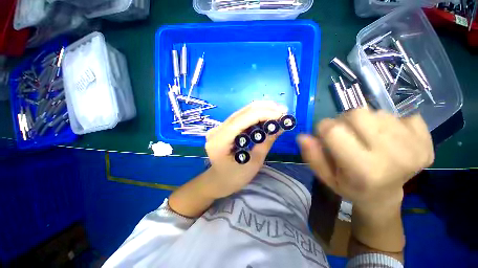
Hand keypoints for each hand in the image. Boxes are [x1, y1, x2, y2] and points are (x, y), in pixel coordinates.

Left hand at [204, 101, 286, 198]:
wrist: (218, 181)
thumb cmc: (234, 178)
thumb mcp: (253, 164)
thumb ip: (265, 143)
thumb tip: (280, 127)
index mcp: (220, 142)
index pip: (242, 120)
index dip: (262, 114)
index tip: (281, 113)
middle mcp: (217, 131)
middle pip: (241, 113)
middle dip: (263, 108)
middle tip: (282, 110)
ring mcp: (219, 128)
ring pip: (241, 113)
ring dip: (260, 110)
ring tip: (276, 112)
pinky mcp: (223, 128)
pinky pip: (240, 118)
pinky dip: (254, 116)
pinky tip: (266, 116)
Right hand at [298, 109, 433, 209]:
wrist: (384, 195)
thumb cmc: (349, 186)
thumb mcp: (324, 176)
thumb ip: (312, 156)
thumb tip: (303, 136)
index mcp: (363, 170)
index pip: (333, 130)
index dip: (323, 128)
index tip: (325, 136)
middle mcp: (393, 157)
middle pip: (357, 114)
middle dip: (344, 121)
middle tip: (347, 137)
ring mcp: (415, 147)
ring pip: (377, 112)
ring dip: (366, 123)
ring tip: (368, 140)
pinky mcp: (427, 141)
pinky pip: (402, 115)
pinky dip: (391, 124)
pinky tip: (390, 140)